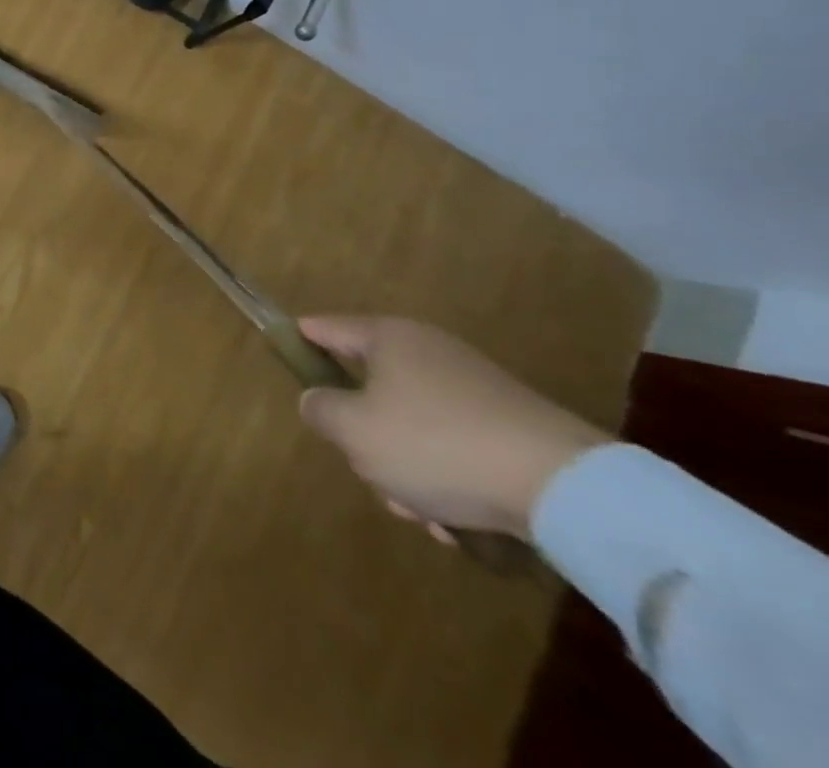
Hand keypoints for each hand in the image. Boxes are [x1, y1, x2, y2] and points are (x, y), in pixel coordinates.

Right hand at [297, 316, 610, 540]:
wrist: (565, 488)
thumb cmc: (436, 444)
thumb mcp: (354, 430)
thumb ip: (320, 409)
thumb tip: (319, 401)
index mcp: (387, 338)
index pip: (325, 328)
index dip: (299, 340)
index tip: (284, 356)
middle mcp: (429, 352)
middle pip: (369, 389)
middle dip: (364, 438)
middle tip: (370, 472)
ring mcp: (474, 391)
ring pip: (412, 427)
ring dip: (406, 471)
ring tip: (424, 513)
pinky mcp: (511, 430)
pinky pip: (455, 449)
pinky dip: (447, 481)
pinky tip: (458, 522)